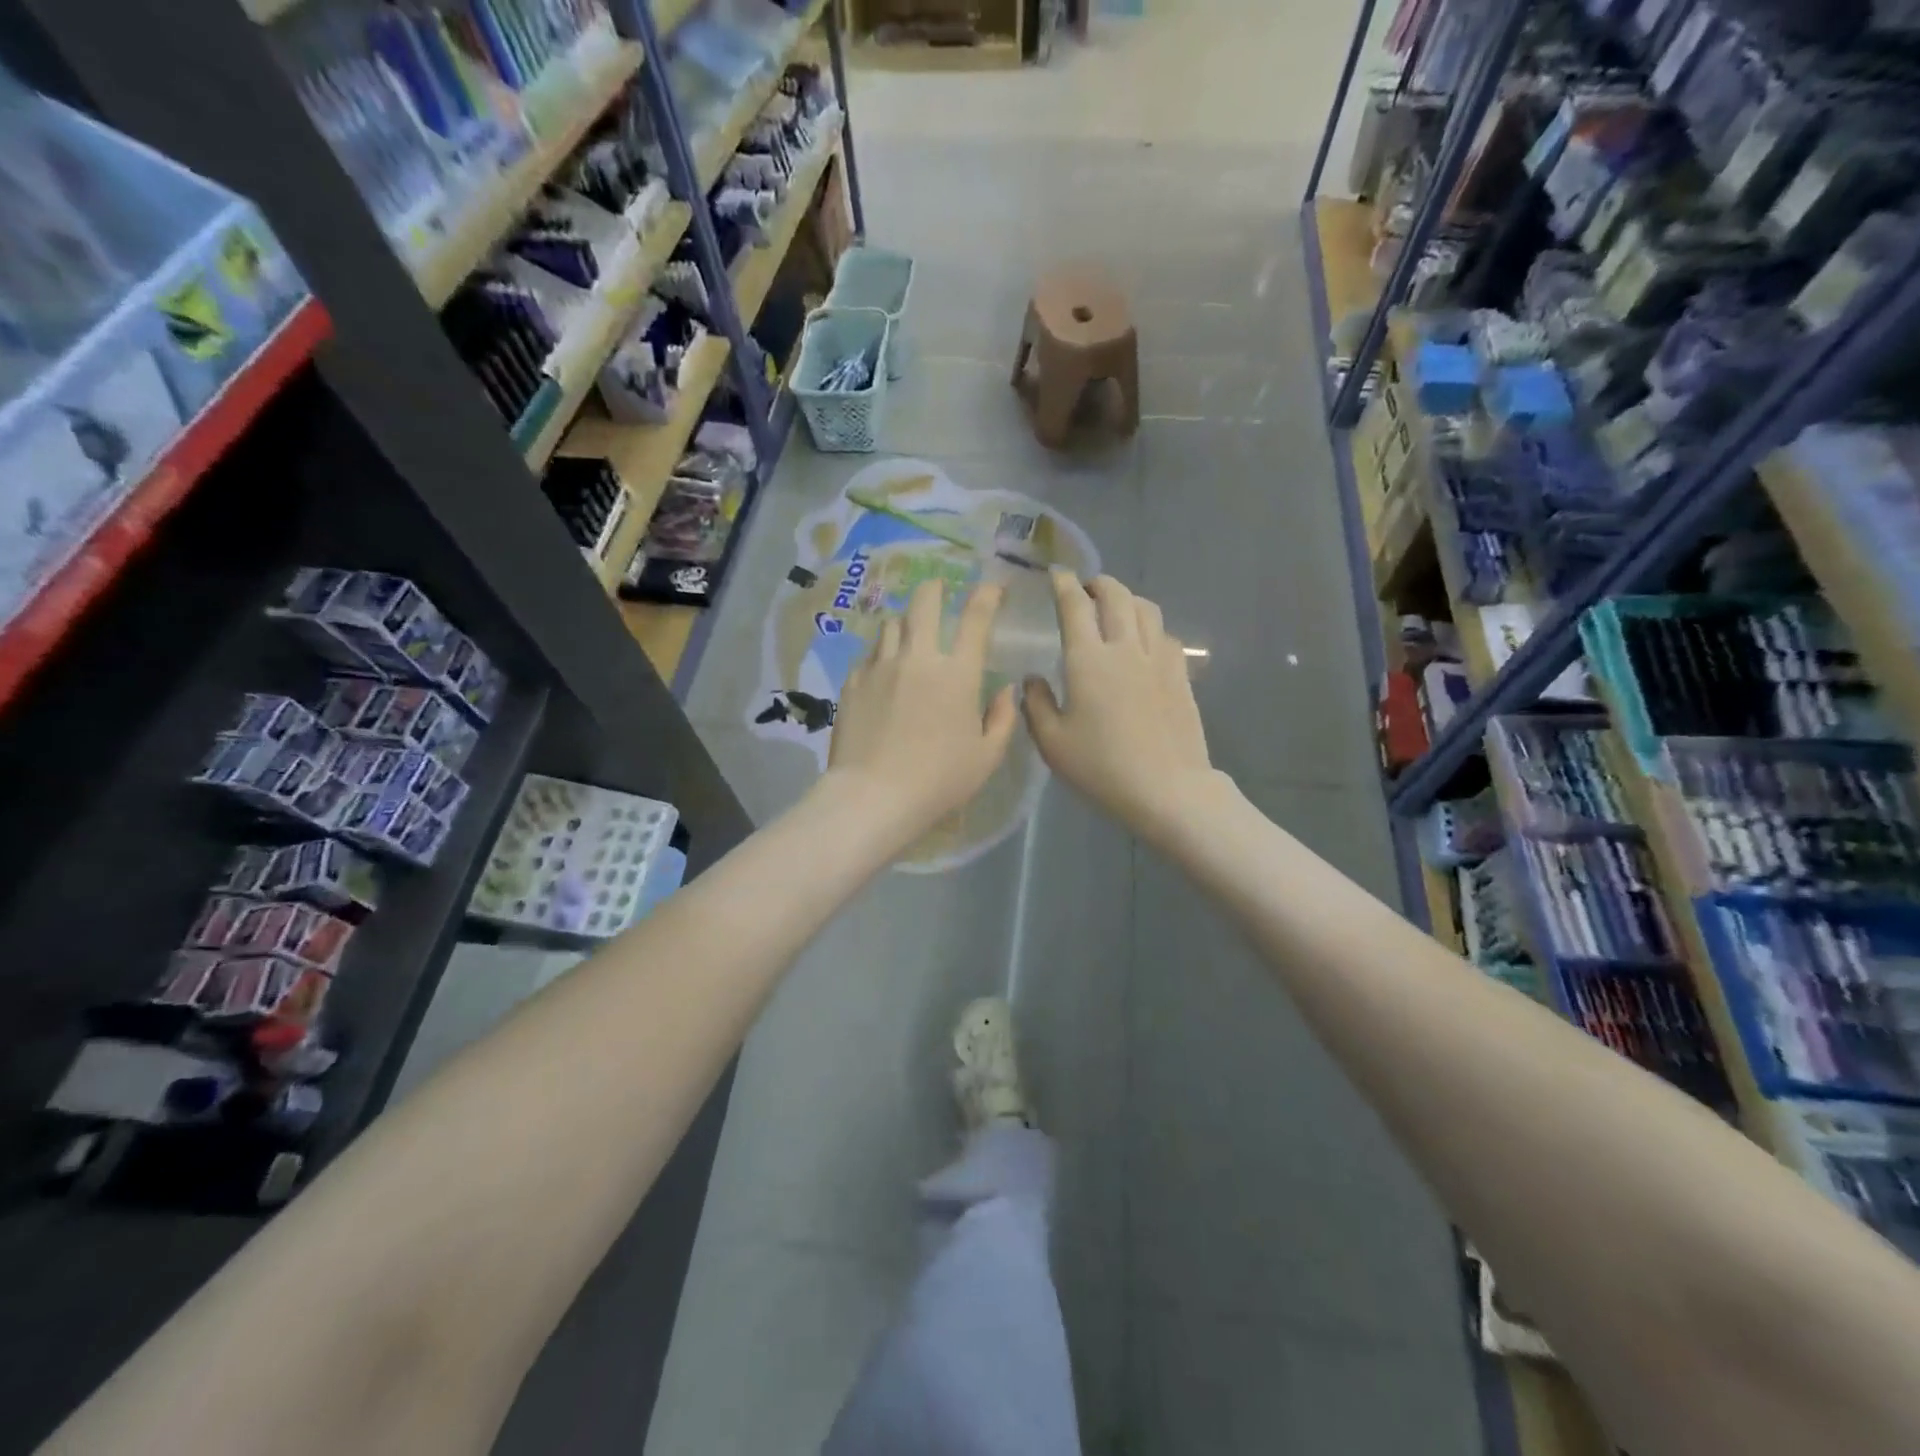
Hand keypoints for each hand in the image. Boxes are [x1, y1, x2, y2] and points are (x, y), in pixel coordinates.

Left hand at [823, 578, 1018, 840]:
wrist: (873, 796)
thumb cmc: (939, 780)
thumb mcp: (986, 757)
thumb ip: (1002, 718)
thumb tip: (1005, 689)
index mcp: (957, 674)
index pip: (976, 617)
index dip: (987, 594)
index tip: (992, 587)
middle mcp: (918, 658)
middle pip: (924, 602)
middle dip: (936, 589)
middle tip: (940, 590)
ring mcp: (880, 667)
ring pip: (892, 624)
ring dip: (906, 622)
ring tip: (910, 633)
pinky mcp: (853, 682)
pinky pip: (870, 654)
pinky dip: (882, 653)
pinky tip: (884, 669)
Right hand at [1024, 571, 1221, 838]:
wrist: (1167, 789)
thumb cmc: (1102, 768)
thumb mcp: (1053, 743)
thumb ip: (1036, 705)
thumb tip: (1031, 679)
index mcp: (1088, 660)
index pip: (1075, 606)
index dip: (1064, 585)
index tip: (1056, 574)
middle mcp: (1124, 648)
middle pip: (1116, 595)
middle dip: (1098, 583)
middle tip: (1086, 588)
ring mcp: (1158, 659)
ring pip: (1146, 609)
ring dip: (1127, 598)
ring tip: (1115, 606)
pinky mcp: (1179, 675)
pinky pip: (1165, 634)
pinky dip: (1150, 626)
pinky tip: (1144, 640)